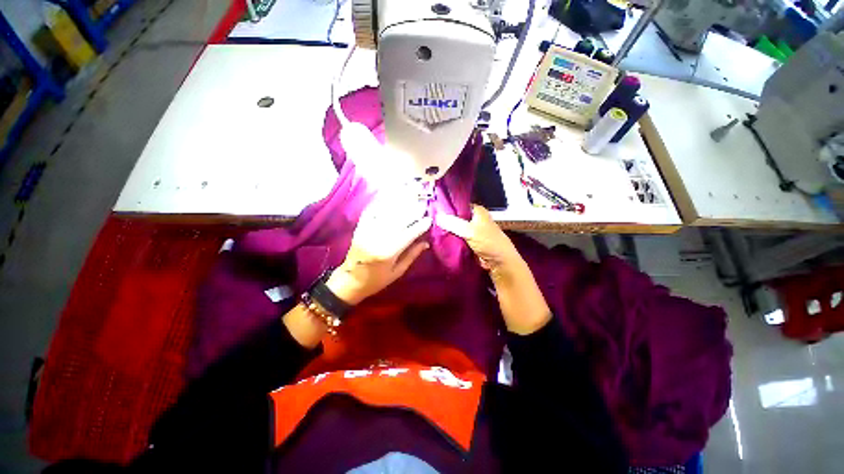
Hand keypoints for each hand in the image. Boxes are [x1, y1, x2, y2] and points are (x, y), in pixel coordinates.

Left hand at [326, 194, 431, 304]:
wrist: (350, 280)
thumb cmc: (376, 280)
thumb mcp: (397, 272)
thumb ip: (411, 255)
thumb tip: (426, 242)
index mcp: (388, 253)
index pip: (408, 234)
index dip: (420, 226)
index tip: (429, 219)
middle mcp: (377, 239)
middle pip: (399, 220)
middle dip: (413, 210)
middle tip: (423, 203)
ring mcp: (367, 231)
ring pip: (386, 212)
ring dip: (400, 202)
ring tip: (411, 194)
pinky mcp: (360, 227)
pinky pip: (372, 210)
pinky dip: (382, 202)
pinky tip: (390, 195)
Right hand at [437, 205, 522, 273]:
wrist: (499, 262)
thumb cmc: (489, 243)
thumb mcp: (470, 231)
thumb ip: (453, 223)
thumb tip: (437, 217)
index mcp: (477, 211)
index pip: (458, 204)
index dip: (446, 207)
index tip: (433, 210)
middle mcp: (474, 218)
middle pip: (455, 217)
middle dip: (445, 220)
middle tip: (430, 222)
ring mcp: (471, 230)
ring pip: (455, 228)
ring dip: (446, 230)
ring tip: (431, 229)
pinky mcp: (469, 241)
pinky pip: (456, 237)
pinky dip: (450, 238)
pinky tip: (439, 239)